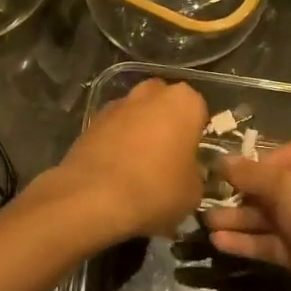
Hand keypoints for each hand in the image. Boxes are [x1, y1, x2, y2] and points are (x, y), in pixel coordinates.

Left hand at [41, 79, 207, 242]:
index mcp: (183, 102)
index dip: (196, 134)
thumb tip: (188, 173)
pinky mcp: (91, 120)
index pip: (198, 110)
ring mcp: (118, 104)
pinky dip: (117, 141)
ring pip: (137, 114)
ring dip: (140, 131)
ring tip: (139, 166)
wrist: (93, 197)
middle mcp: (150, 93)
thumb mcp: (193, 192)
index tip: (192, 156)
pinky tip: (116, 169)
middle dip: (166, 124)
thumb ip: (195, 173)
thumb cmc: (155, 189)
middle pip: (164, 104)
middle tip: (168, 157)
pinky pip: (114, 128)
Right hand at [201, 137, 290, 290]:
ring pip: (271, 217)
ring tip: (206, 222)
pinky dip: (248, 241)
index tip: (244, 171)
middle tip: (212, 197)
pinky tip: (219, 242)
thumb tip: (220, 160)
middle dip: (244, 192)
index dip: (269, 158)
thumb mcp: (288, 188)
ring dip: (240, 218)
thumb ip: (252, 174)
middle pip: (278, 186)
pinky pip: (272, 243)